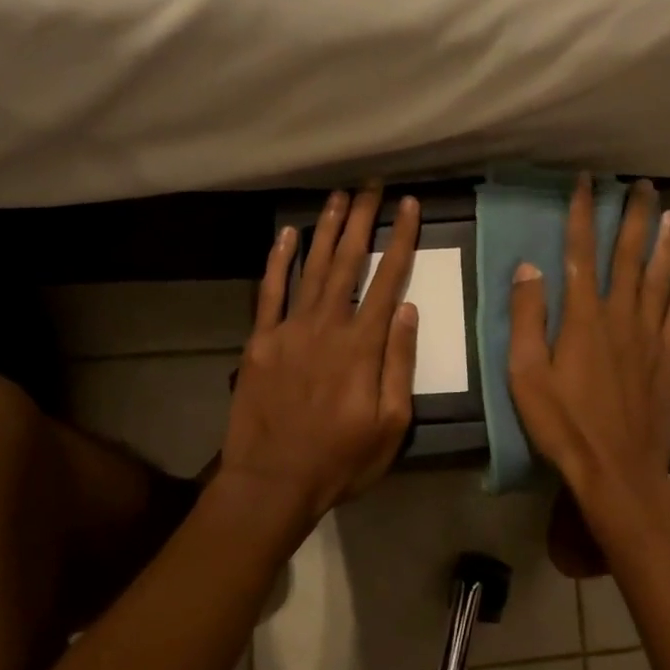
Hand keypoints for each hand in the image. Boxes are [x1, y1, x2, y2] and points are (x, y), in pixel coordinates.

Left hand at [217, 187, 420, 528]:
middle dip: (362, 219)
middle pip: (348, 261)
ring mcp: (289, 329)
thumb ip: (400, 363)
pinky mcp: (260, 340)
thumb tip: (408, 310)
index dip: (400, 239)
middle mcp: (327, 325)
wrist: (271, 484)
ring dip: (327, 228)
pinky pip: (270, 291)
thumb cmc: (340, 460)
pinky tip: (288, 233)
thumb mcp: (391, 425)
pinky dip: (278, 260)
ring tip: (340, 196)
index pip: (388, 279)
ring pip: (312, 267)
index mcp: (362, 345)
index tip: (410, 205)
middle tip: (372, 185)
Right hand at [508, 175, 669, 517]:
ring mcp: (650, 337)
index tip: (586, 181)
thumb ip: (527, 318)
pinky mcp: (669, 360)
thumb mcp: (526, 375)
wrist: (619, 470)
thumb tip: (529, 267)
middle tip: (642, 185)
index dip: (583, 213)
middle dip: (634, 217)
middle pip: (629, 256)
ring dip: (664, 243)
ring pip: (659, 278)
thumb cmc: (564, 425)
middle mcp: (621, 316)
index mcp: (584, 317)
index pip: (581, 252)